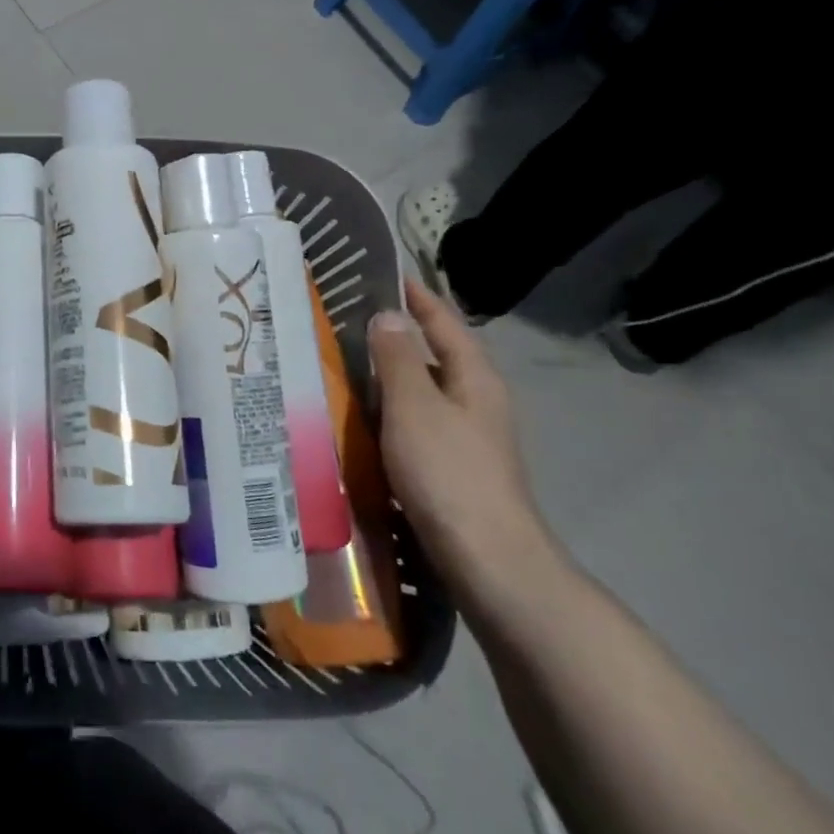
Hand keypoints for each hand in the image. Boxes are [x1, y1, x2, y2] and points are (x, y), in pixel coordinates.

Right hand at [368, 280, 551, 604]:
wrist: (488, 560)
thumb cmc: (449, 473)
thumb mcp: (415, 407)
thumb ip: (397, 359)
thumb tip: (387, 314)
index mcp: (475, 379)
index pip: (445, 324)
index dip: (419, 298)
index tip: (389, 274)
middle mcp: (476, 401)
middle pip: (436, 355)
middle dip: (399, 334)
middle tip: (350, 318)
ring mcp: (467, 437)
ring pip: (424, 391)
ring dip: (391, 374)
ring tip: (345, 361)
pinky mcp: (452, 467)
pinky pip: (416, 421)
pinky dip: (390, 409)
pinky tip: (362, 417)